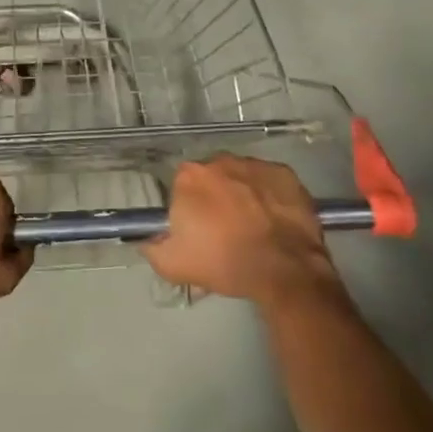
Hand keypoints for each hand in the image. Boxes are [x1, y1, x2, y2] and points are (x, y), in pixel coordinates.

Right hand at [141, 155, 340, 307]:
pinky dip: (269, 196)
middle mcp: (220, 161)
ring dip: (242, 195)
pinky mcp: (285, 173)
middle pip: (212, 178)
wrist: (284, 270)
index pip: (181, 187)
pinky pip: (270, 182)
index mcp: (189, 177)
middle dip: (215, 199)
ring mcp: (255, 164)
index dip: (189, 210)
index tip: (198, 231)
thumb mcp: (173, 265)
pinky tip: (274, 221)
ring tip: (253, 228)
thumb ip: (152, 247)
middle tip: (225, 231)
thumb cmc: (224, 263)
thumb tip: (147, 240)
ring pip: (241, 177)